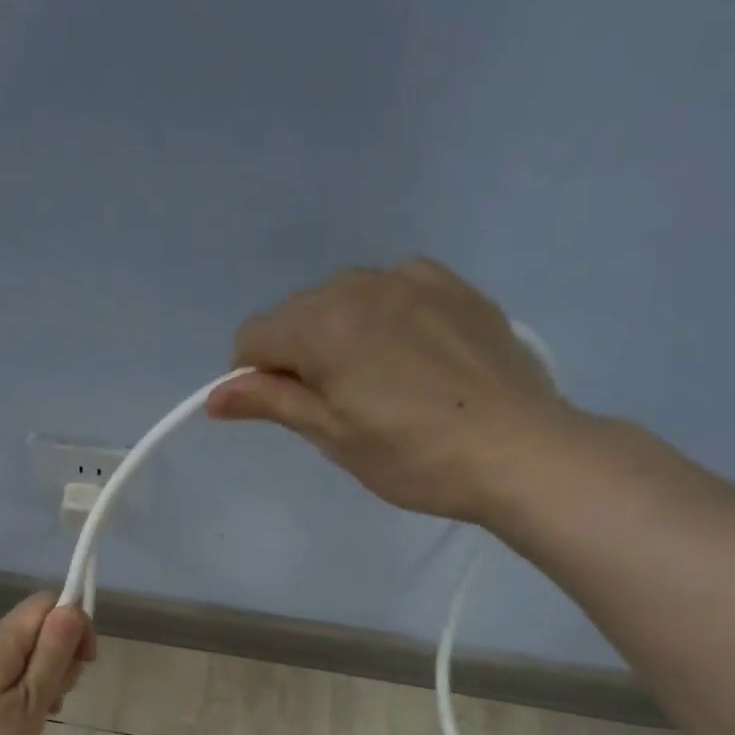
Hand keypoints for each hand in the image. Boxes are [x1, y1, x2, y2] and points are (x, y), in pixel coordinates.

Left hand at [0, 593, 94, 734]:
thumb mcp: (32, 699)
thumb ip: (53, 652)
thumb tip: (72, 608)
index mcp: (2, 640)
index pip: (48, 602)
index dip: (74, 623)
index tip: (84, 661)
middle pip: (42, 626)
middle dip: (64, 654)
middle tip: (60, 695)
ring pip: (33, 652)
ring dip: (51, 676)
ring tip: (47, 712)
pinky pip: (17, 673)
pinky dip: (34, 689)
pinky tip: (33, 718)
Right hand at [206, 259, 574, 522]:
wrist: (519, 449)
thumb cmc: (412, 455)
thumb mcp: (331, 435)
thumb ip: (270, 402)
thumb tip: (215, 396)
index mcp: (323, 326)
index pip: (253, 338)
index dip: (251, 378)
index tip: (282, 411)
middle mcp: (360, 287)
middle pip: (294, 314)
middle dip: (293, 354)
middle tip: (330, 405)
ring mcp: (411, 279)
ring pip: (341, 298)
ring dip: (335, 333)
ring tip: (373, 382)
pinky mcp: (452, 286)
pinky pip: (390, 290)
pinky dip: (380, 316)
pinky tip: (407, 354)